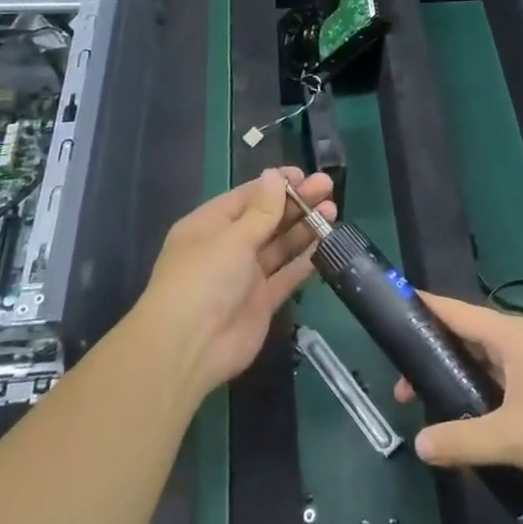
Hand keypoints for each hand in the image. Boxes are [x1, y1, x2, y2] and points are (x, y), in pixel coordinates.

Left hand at [133, 167, 336, 398]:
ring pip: (280, 245)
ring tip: (333, 211)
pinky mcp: (262, 302)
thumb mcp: (232, 238)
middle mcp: (227, 247)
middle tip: (328, 188)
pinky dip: (305, 260)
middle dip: (296, 203)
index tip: (305, 175)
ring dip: (304, 227)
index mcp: (210, 225)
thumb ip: (261, 210)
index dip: (276, 184)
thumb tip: (274, 175)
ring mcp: (245, 276)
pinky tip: (326, 243)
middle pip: (267, 218)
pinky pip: (287, 275)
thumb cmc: (203, 279)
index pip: (247, 196)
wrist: (189, 347)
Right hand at [393, 293, 522, 496]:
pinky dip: (486, 395)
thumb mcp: (512, 437)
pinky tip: (478, 424)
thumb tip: (420, 444)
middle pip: (470, 339)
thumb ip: (463, 440)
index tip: (396, 307)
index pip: (457, 311)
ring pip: (491, 364)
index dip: (425, 308)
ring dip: (462, 381)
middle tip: (405, 390)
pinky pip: (509, 383)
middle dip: (436, 359)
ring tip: (436, 408)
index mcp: (513, 336)